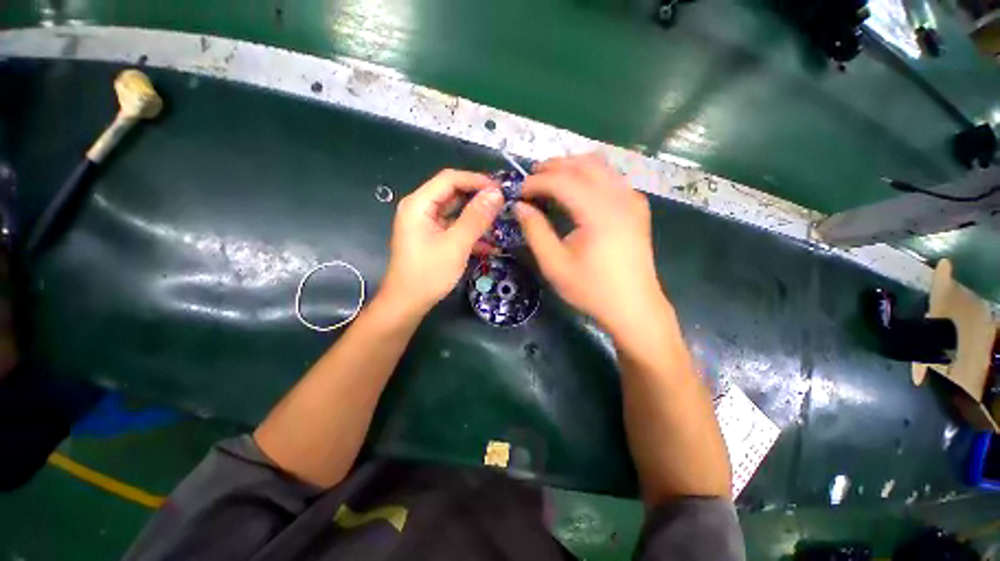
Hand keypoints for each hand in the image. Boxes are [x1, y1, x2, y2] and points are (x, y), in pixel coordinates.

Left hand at [379, 169, 504, 316]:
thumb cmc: (428, 274)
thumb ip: (476, 218)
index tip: (500, 190)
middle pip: (453, 193)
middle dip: (479, 198)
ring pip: (456, 211)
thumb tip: (496, 194)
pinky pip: (454, 228)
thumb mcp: (455, 245)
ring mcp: (427, 224)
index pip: (450, 179)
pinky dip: (470, 233)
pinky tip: (490, 245)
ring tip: (500, 222)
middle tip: (503, 205)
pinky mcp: (433, 237)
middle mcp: (421, 209)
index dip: (476, 180)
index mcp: (419, 204)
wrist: (407, 304)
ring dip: (477, 217)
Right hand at [515, 154, 665, 334]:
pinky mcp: (637, 207)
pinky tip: (578, 190)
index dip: (536, 182)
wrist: (633, 307)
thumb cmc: (591, 289)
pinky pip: (611, 177)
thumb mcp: (555, 265)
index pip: (562, 181)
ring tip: (550, 180)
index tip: (518, 191)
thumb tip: (520, 207)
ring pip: (600, 166)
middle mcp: (620, 197)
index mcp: (599, 213)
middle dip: (553, 167)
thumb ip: (535, 231)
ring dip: (572, 167)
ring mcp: (633, 200)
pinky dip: (590, 175)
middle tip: (531, 179)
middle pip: (583, 164)